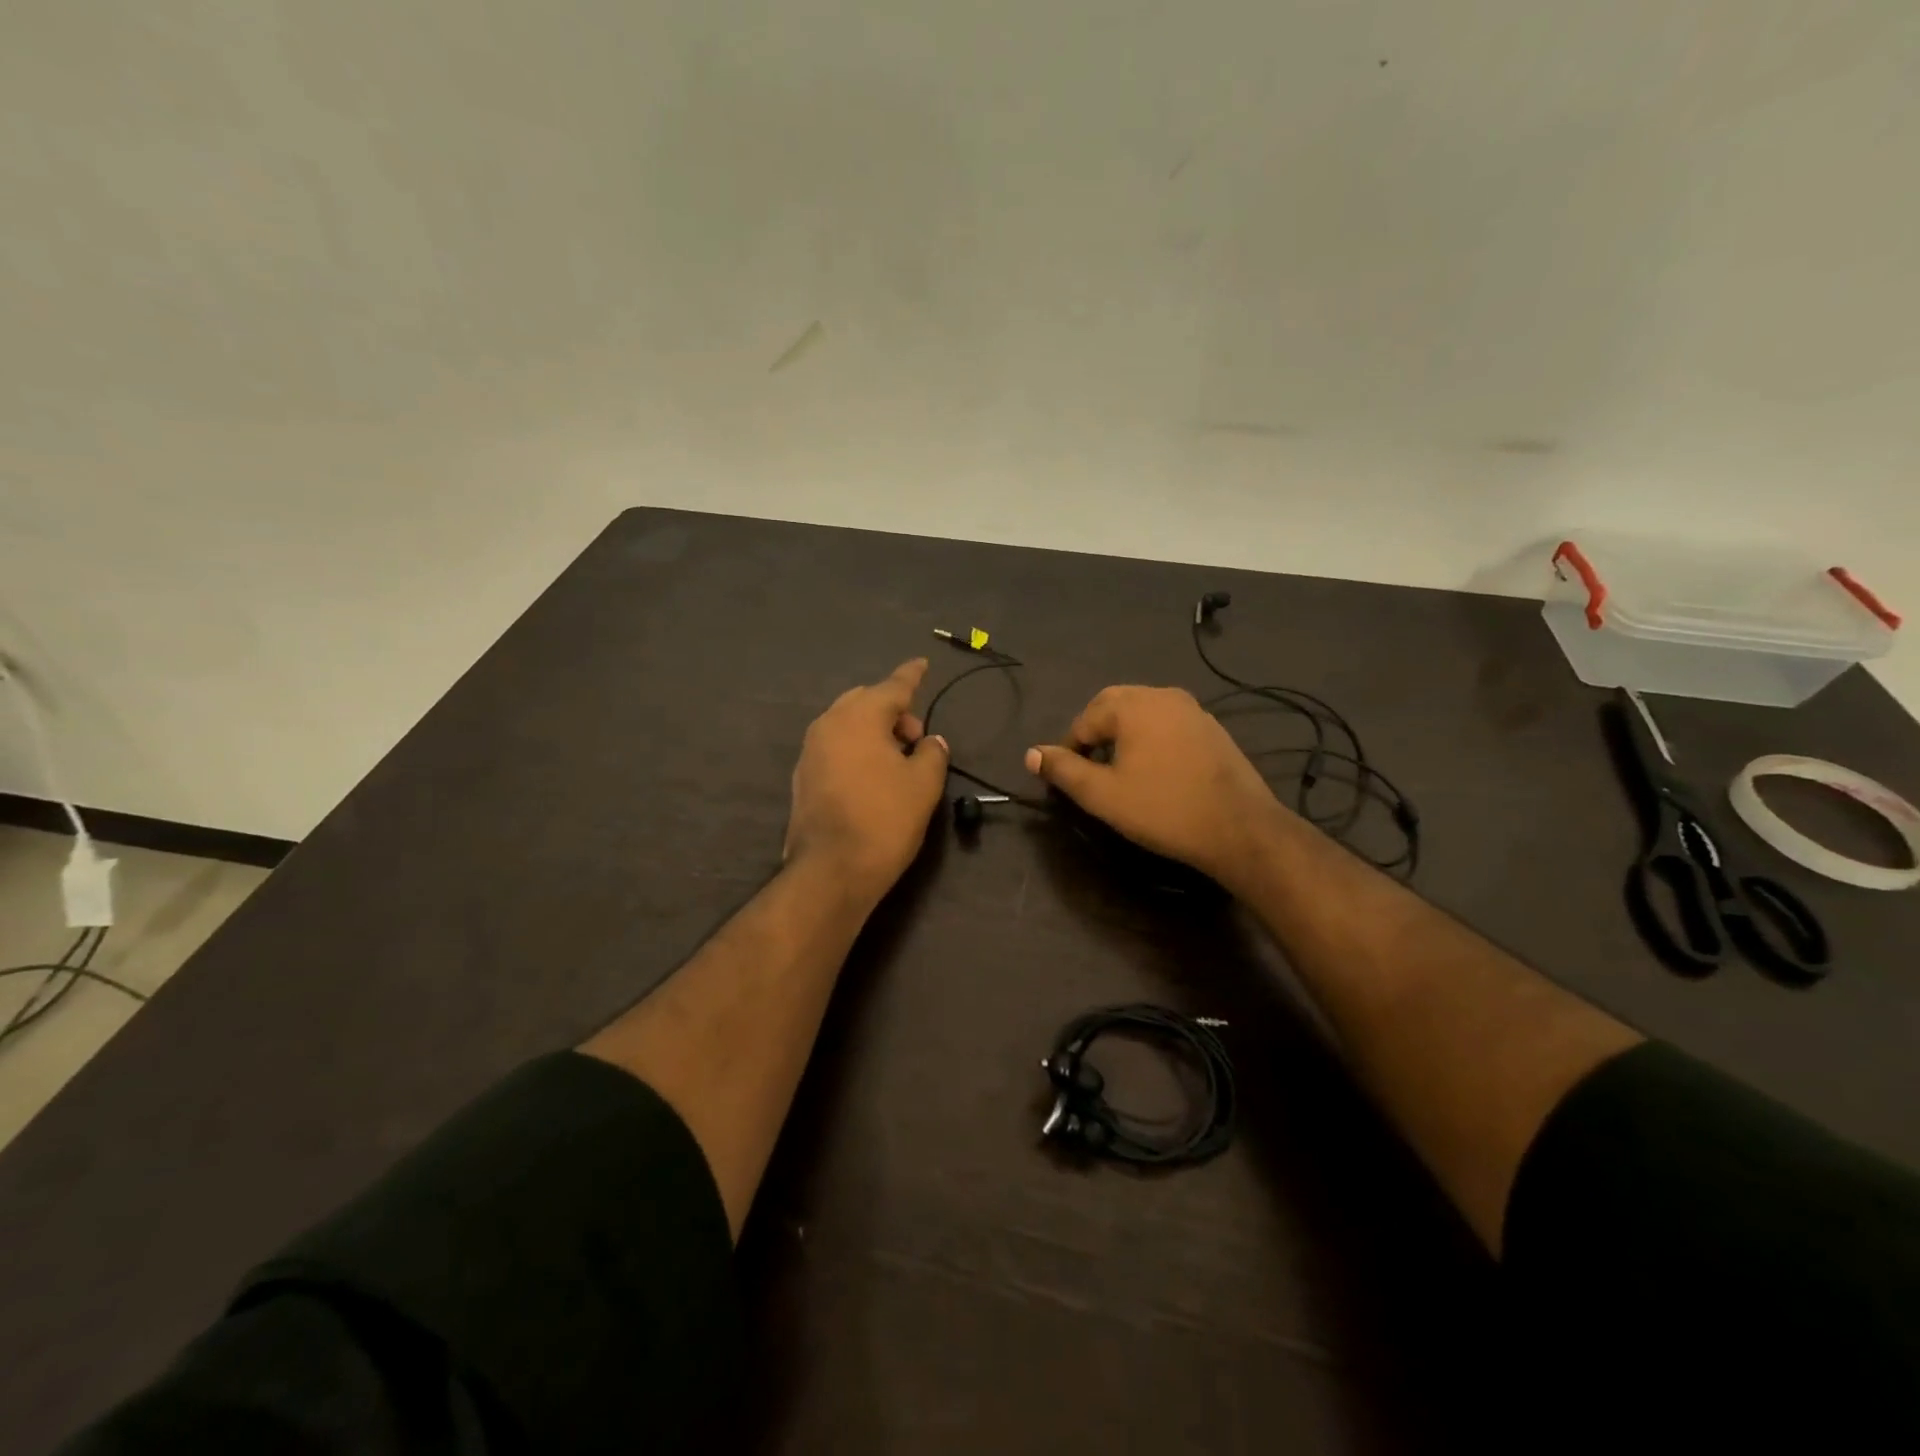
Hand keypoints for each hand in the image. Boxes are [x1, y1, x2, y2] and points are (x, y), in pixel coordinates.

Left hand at [785, 659, 949, 900]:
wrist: (832, 869)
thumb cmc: (885, 819)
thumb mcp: (923, 784)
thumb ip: (931, 753)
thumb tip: (930, 741)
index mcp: (859, 716)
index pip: (893, 686)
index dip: (912, 675)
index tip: (923, 663)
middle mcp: (829, 724)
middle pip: (865, 701)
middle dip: (892, 709)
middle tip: (916, 735)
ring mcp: (811, 750)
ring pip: (847, 724)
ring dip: (873, 730)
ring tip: (897, 758)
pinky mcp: (803, 776)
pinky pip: (835, 747)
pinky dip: (856, 748)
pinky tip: (872, 775)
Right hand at [1025, 686, 1290, 895]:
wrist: (1239, 828)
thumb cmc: (1162, 809)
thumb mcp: (1102, 795)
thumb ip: (1063, 771)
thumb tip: (1032, 754)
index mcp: (1133, 705)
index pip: (1084, 720)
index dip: (1070, 749)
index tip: (1069, 780)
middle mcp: (1162, 695)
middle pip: (1113, 706)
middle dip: (1095, 735)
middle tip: (1091, 771)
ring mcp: (1192, 709)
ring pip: (1143, 713)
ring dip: (1124, 735)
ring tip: (1121, 771)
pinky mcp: (1212, 728)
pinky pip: (1168, 724)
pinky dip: (1151, 739)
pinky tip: (1156, 771)